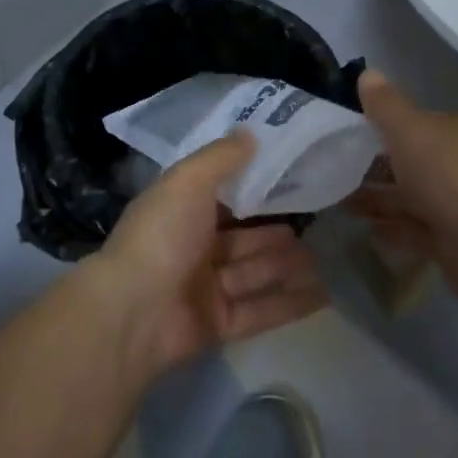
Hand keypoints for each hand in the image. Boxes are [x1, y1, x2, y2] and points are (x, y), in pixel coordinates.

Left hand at [90, 132, 327, 374]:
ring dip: (286, 266)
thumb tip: (250, 133)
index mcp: (179, 212)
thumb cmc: (162, 236)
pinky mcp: (218, 325)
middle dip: (274, 233)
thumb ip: (221, 157)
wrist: (133, 313)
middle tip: (313, 222)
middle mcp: (191, 248)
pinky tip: (324, 294)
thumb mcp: (189, 181)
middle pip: (241, 239)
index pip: (219, 197)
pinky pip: (261, 311)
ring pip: (254, 273)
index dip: (250, 189)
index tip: (287, 178)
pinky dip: (290, 303)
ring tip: (322, 257)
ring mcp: (205, 289)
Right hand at [347, 71, 457, 309]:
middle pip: (412, 162)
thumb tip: (368, 73)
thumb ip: (385, 105)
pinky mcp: (453, 243)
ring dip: (379, 199)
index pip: (417, 124)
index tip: (348, 134)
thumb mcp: (409, 129)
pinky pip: (415, 232)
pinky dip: (393, 230)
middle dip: (376, 166)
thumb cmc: (449, 174)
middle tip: (335, 170)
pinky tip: (365, 230)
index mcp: (456, 133)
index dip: (384, 126)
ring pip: (411, 198)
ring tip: (338, 201)